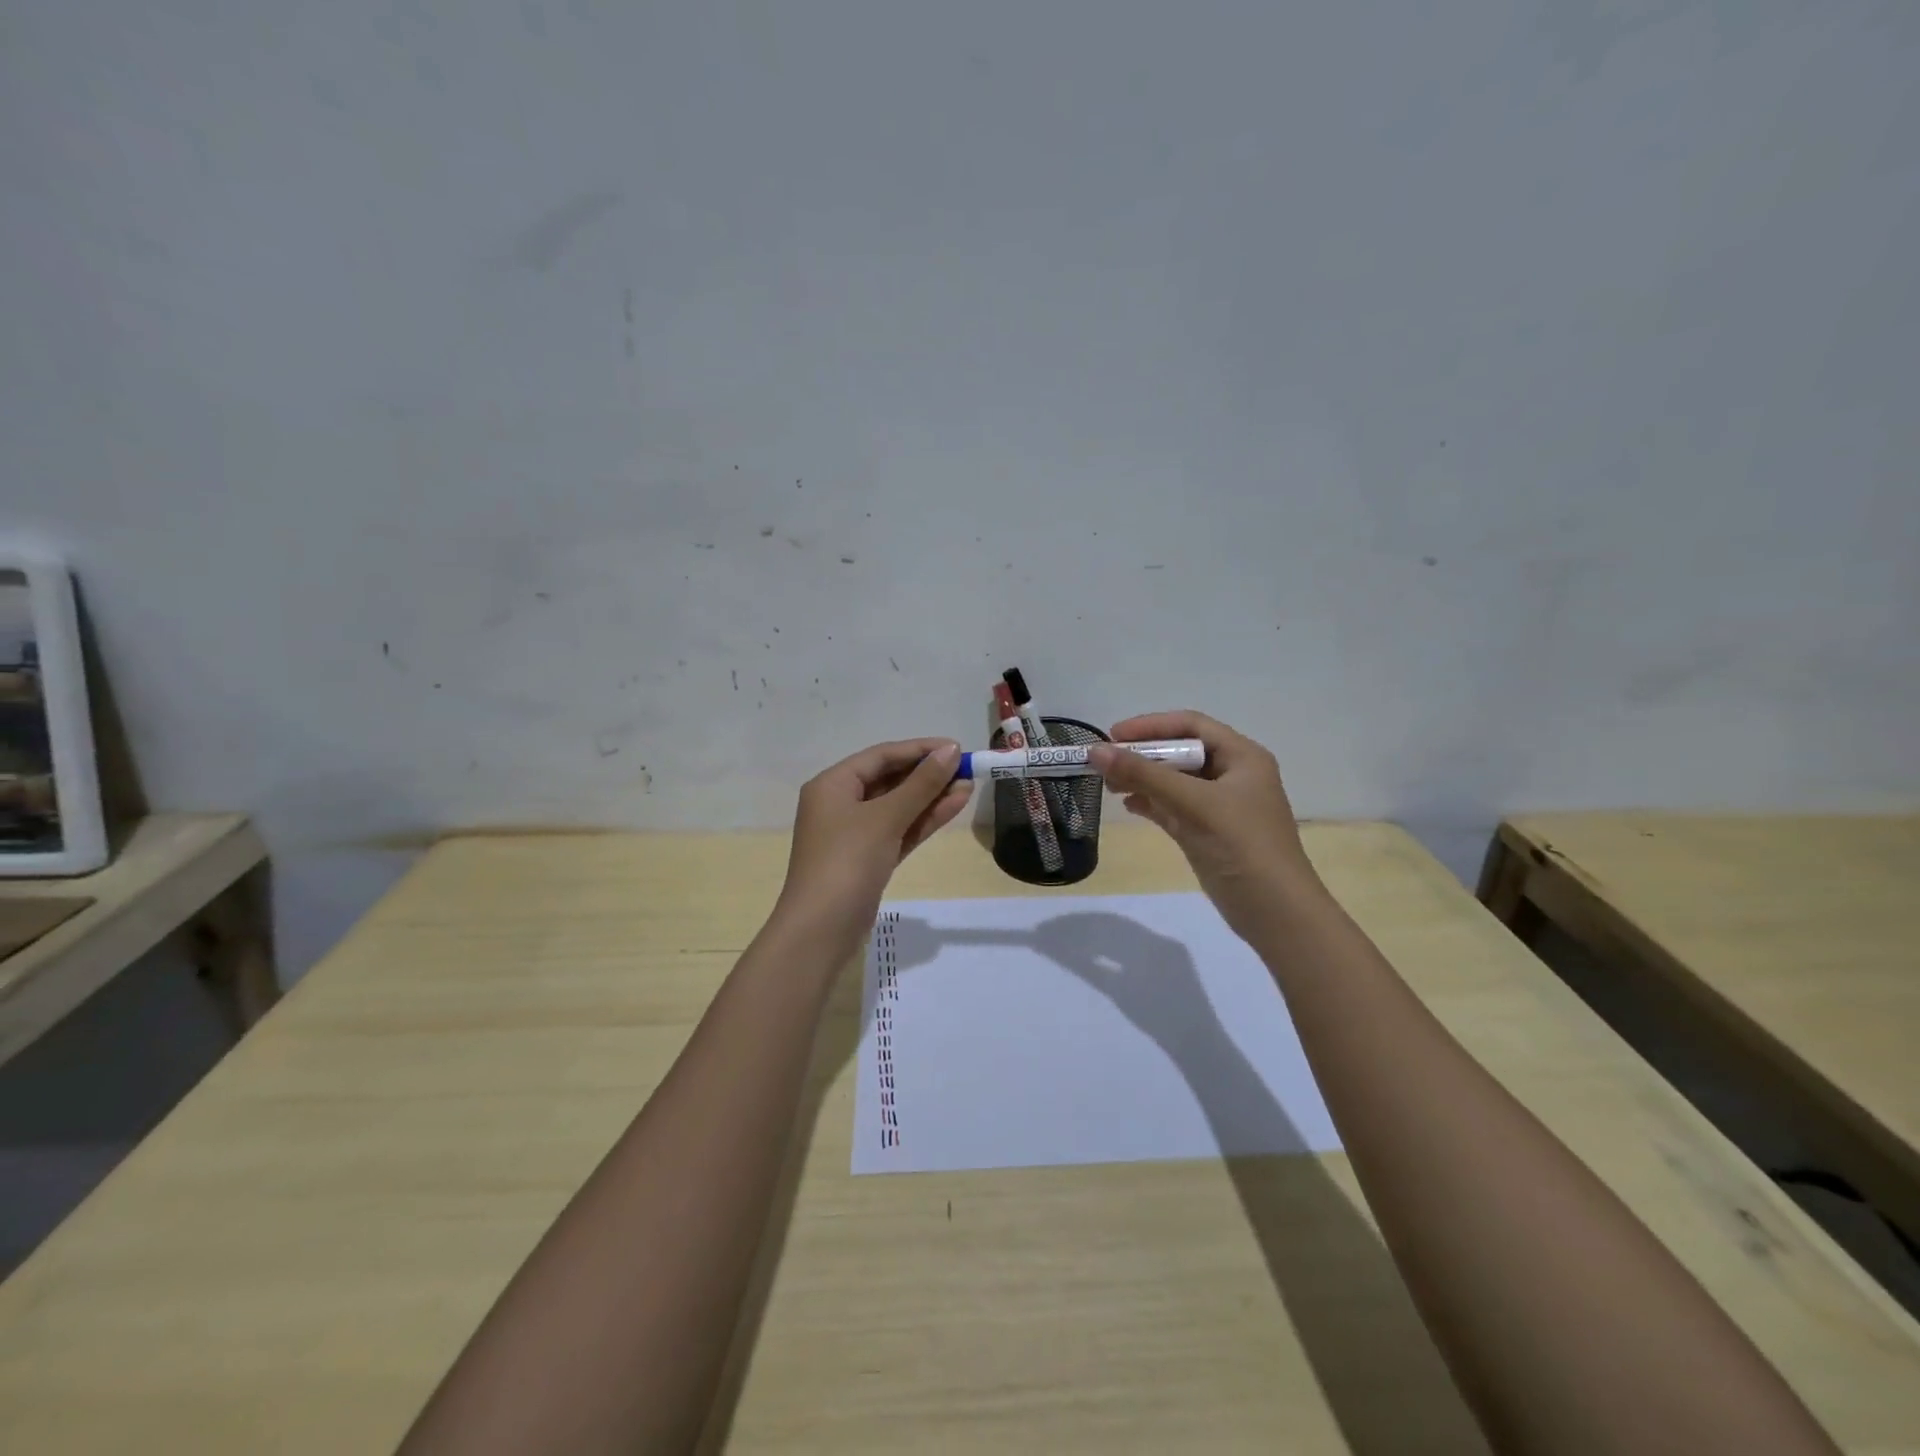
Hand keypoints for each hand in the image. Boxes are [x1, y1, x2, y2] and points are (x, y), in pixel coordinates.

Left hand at [775, 739, 970, 949]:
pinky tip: (953, 807)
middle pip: (890, 779)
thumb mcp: (885, 818)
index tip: (956, 748)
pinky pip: (899, 830)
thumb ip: (921, 784)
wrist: (821, 930)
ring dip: (931, 797)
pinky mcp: (869, 858)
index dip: (919, 749)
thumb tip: (951, 751)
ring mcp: (854, 833)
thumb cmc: (847, 862)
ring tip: (969, 785)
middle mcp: (840, 803)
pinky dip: (923, 820)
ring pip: (898, 806)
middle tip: (967, 768)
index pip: (881, 756)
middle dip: (928, 774)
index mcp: (832, 785)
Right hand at [1090, 711, 1321, 939]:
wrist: (1276, 913)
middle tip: (1105, 762)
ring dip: (1143, 779)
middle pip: (1180, 752)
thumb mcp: (1193, 804)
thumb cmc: (1242, 846)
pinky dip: (1151, 803)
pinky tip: (1128, 805)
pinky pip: (1174, 806)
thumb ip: (1144, 775)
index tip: (1112, 735)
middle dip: (1143, 755)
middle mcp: (1232, 775)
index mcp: (1242, 757)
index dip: (1151, 726)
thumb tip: (1095, 751)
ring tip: (1109, 785)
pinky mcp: (1208, 832)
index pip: (1191, 725)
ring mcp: (1220, 806)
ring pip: (1174, 781)